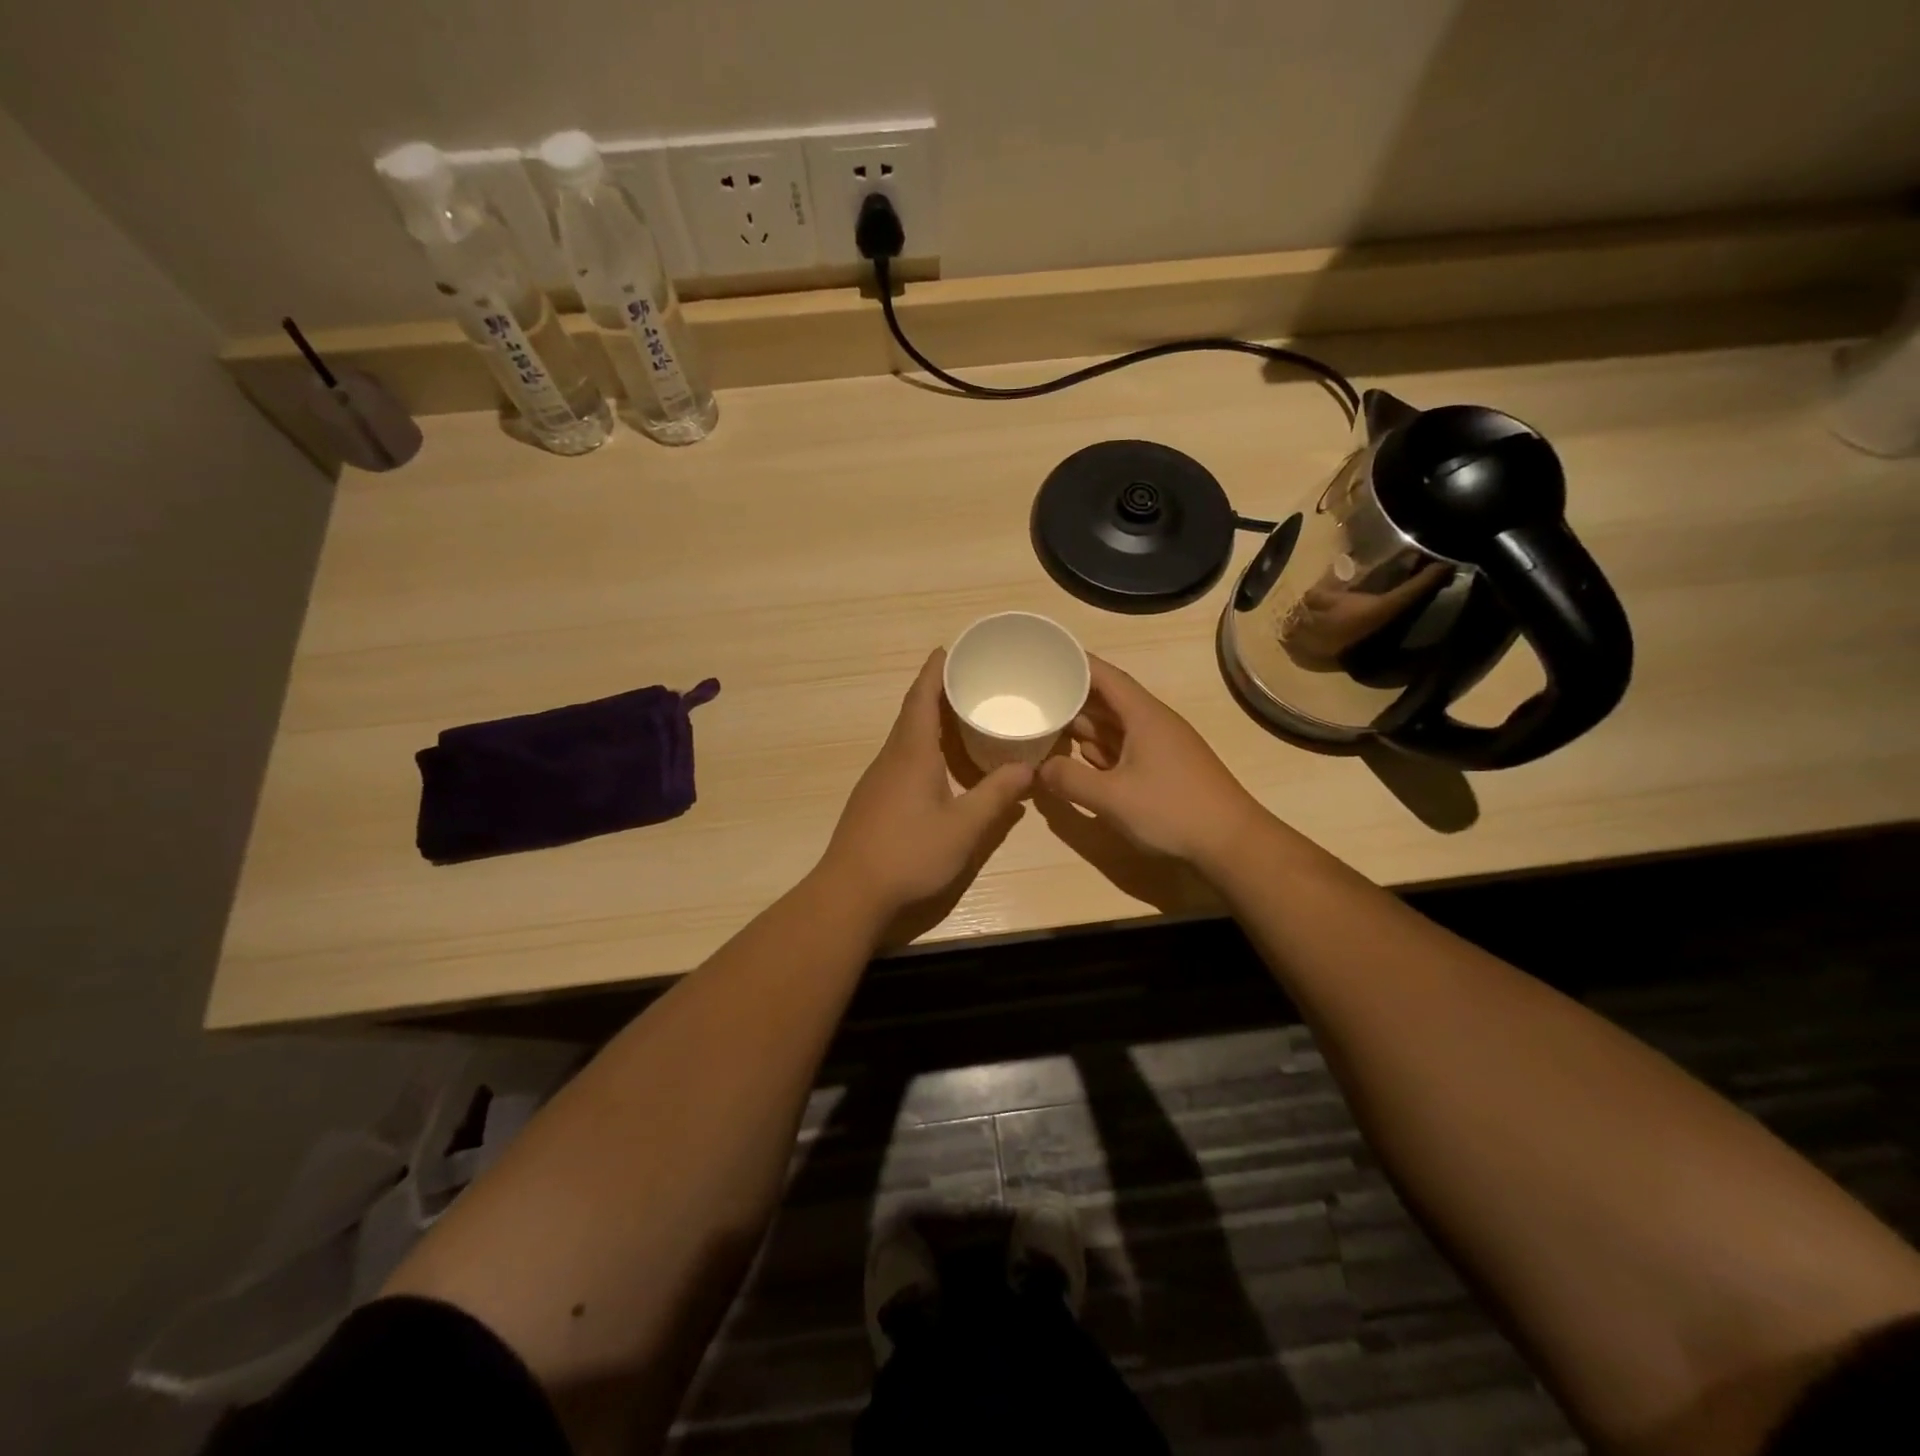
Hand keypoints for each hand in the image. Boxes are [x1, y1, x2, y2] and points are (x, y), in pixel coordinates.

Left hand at [817, 650, 1032, 928]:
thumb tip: (1028, 768)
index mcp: (912, 753)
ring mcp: (878, 779)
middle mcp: (892, 757)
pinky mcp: (874, 799)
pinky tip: (941, 764)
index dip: (935, 671)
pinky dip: (923, 746)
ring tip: (961, 717)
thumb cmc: (909, 853)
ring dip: (930, 720)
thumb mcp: (964, 827)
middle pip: (913, 713)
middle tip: (969, 681)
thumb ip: (996, 796)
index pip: (922, 698)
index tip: (948, 649)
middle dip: (937, 691)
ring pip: (906, 736)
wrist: (851, 892)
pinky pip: (902, 757)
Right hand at [1037, 655, 1264, 869]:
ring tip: (1047, 724)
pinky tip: (1080, 757)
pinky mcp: (1165, 769)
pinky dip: (1101, 749)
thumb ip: (1070, 779)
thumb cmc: (1171, 810)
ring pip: (1116, 726)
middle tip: (1035, 697)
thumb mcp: (1111, 797)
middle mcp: (1152, 723)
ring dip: (1084, 725)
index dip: (1075, 664)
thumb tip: (1040, 768)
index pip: (1105, 675)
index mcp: (1143, 715)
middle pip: (1107, 699)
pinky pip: (1125, 748)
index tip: (1045, 658)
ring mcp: (1161, 746)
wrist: (1231, 843)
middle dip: (1072, 697)